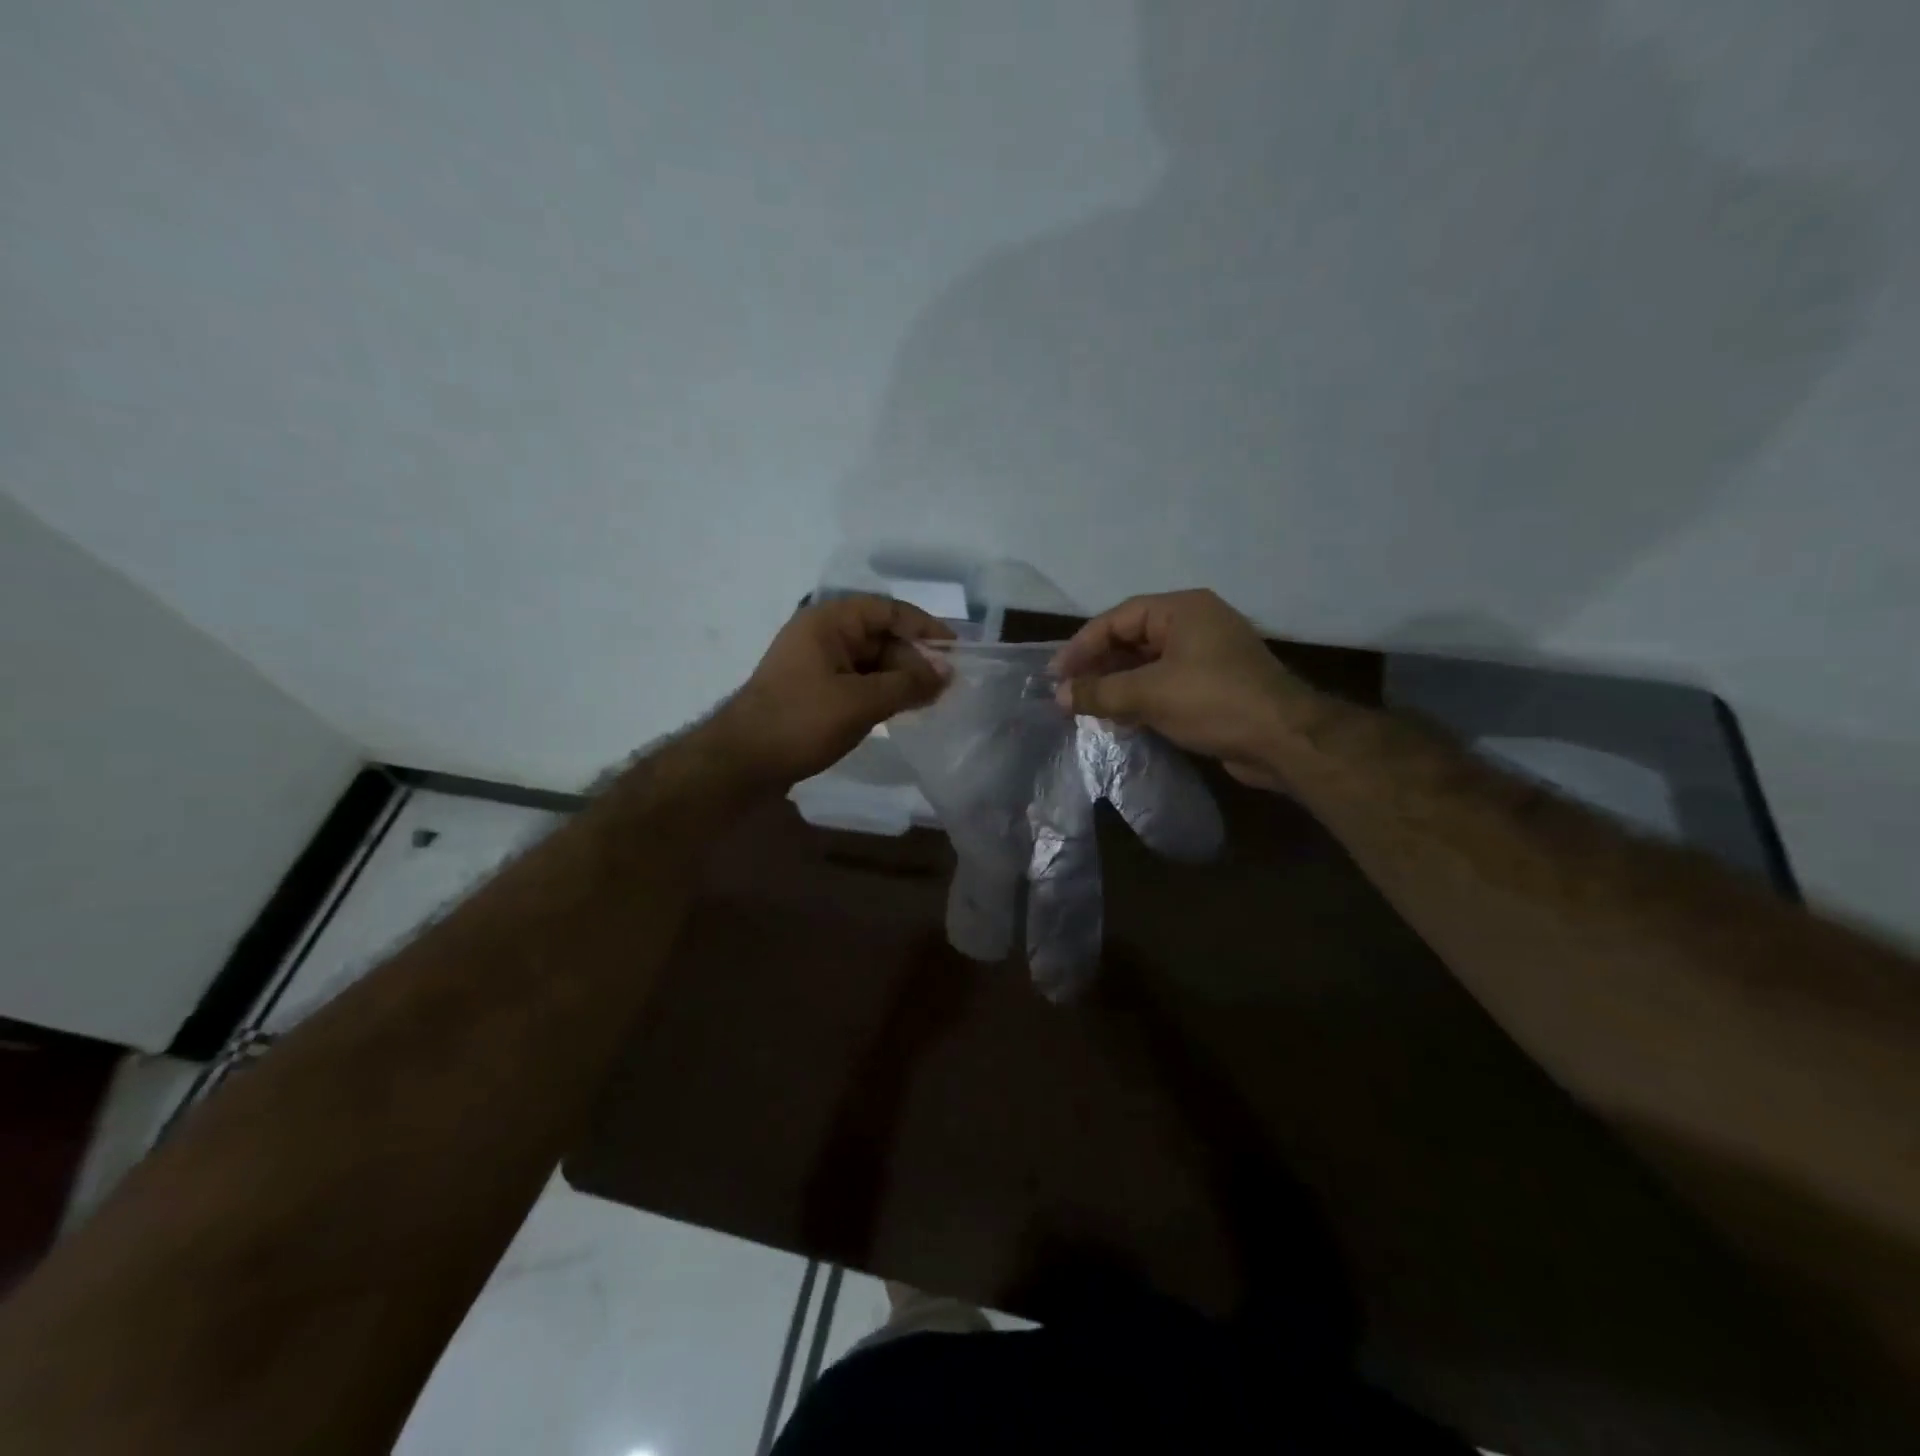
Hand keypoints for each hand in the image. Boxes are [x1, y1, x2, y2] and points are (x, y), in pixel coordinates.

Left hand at [711, 596, 952, 787]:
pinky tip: (902, 710)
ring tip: (930, 701)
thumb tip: (947, 673)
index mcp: (829, 621)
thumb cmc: (801, 722)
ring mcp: (817, 663)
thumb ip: (908, 684)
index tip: (956, 650)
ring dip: (900, 678)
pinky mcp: (815, 690)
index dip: (925, 627)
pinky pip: (858, 682)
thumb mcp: (861, 702)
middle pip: (881, 636)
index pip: (888, 610)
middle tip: (945, 687)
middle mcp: (823, 635)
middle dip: (914, 659)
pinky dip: (882, 693)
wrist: (742, 762)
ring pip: (871, 662)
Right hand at [1051, 590, 1314, 788]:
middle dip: (1098, 667)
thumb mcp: (1149, 694)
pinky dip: (1140, 699)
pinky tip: (1120, 720)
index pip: (1117, 619)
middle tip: (1068, 693)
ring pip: (1147, 665)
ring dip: (1117, 686)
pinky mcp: (1213, 686)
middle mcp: (1194, 625)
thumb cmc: (1213, 702)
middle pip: (1131, 639)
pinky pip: (1165, 684)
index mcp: (1181, 610)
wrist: (1284, 740)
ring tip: (1088, 709)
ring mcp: (1206, 656)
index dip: (1082, 646)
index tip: (1055, 675)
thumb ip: (1100, 691)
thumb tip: (1059, 695)